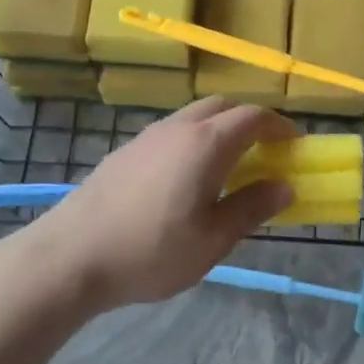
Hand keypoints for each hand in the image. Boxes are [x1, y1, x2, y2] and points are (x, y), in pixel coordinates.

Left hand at [0, 99, 296, 311]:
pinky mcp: (125, 152)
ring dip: (220, 129)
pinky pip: (171, 132)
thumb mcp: (213, 239)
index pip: (254, 117)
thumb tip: (285, 186)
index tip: (295, 145)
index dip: (280, 126)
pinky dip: (194, 141)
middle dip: (251, 121)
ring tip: (229, 166)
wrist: (69, 257)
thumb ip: (252, 208)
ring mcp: (146, 137)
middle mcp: (177, 129)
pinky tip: (186, 179)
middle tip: (266, 152)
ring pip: (194, 116)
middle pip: (223, 106)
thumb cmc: (151, 251)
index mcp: (206, 144)